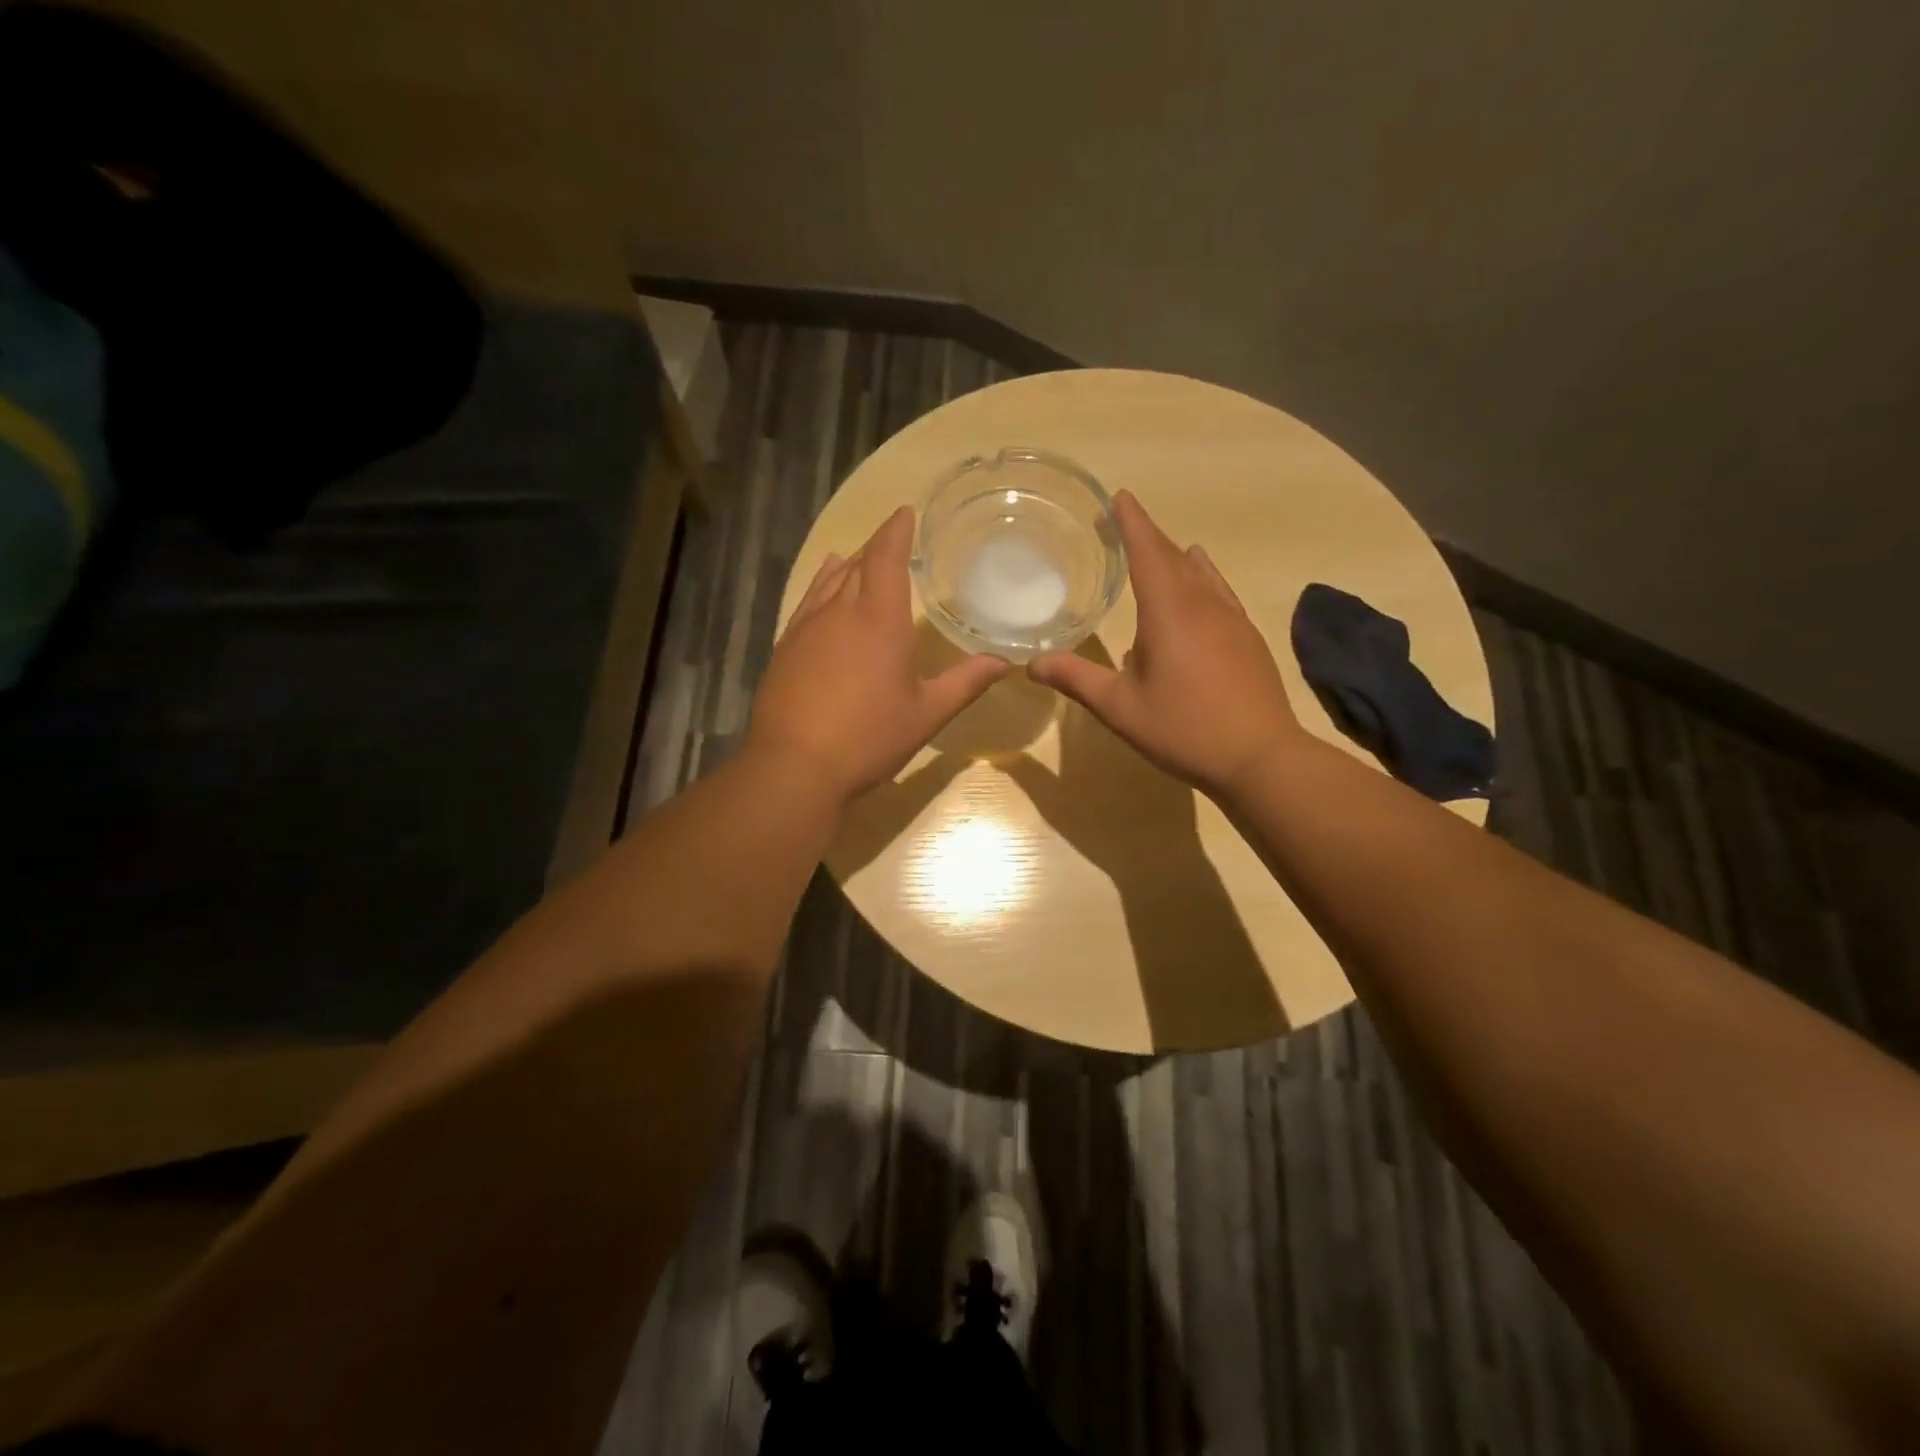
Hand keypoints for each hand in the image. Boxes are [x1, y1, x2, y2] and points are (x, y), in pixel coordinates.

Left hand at [748, 506, 1008, 802]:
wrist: (795, 765)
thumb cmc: (869, 737)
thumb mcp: (927, 713)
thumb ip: (965, 682)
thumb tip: (1003, 662)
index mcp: (880, 618)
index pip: (886, 555)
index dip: (896, 530)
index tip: (905, 512)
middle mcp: (840, 611)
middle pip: (858, 564)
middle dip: (876, 548)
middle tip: (892, 543)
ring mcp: (807, 627)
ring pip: (829, 581)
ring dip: (847, 566)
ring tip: (855, 558)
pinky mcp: (786, 647)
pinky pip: (808, 603)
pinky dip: (821, 588)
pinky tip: (824, 592)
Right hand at [1029, 491, 1305, 799]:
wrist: (1260, 757)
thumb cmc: (1183, 728)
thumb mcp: (1119, 707)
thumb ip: (1076, 679)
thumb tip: (1032, 664)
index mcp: (1168, 611)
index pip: (1147, 552)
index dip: (1131, 522)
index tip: (1118, 497)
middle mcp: (1203, 604)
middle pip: (1174, 557)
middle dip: (1148, 536)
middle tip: (1125, 522)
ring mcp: (1232, 619)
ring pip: (1202, 573)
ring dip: (1178, 557)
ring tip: (1165, 550)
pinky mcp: (1248, 638)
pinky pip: (1220, 593)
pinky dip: (1203, 580)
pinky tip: (1202, 594)